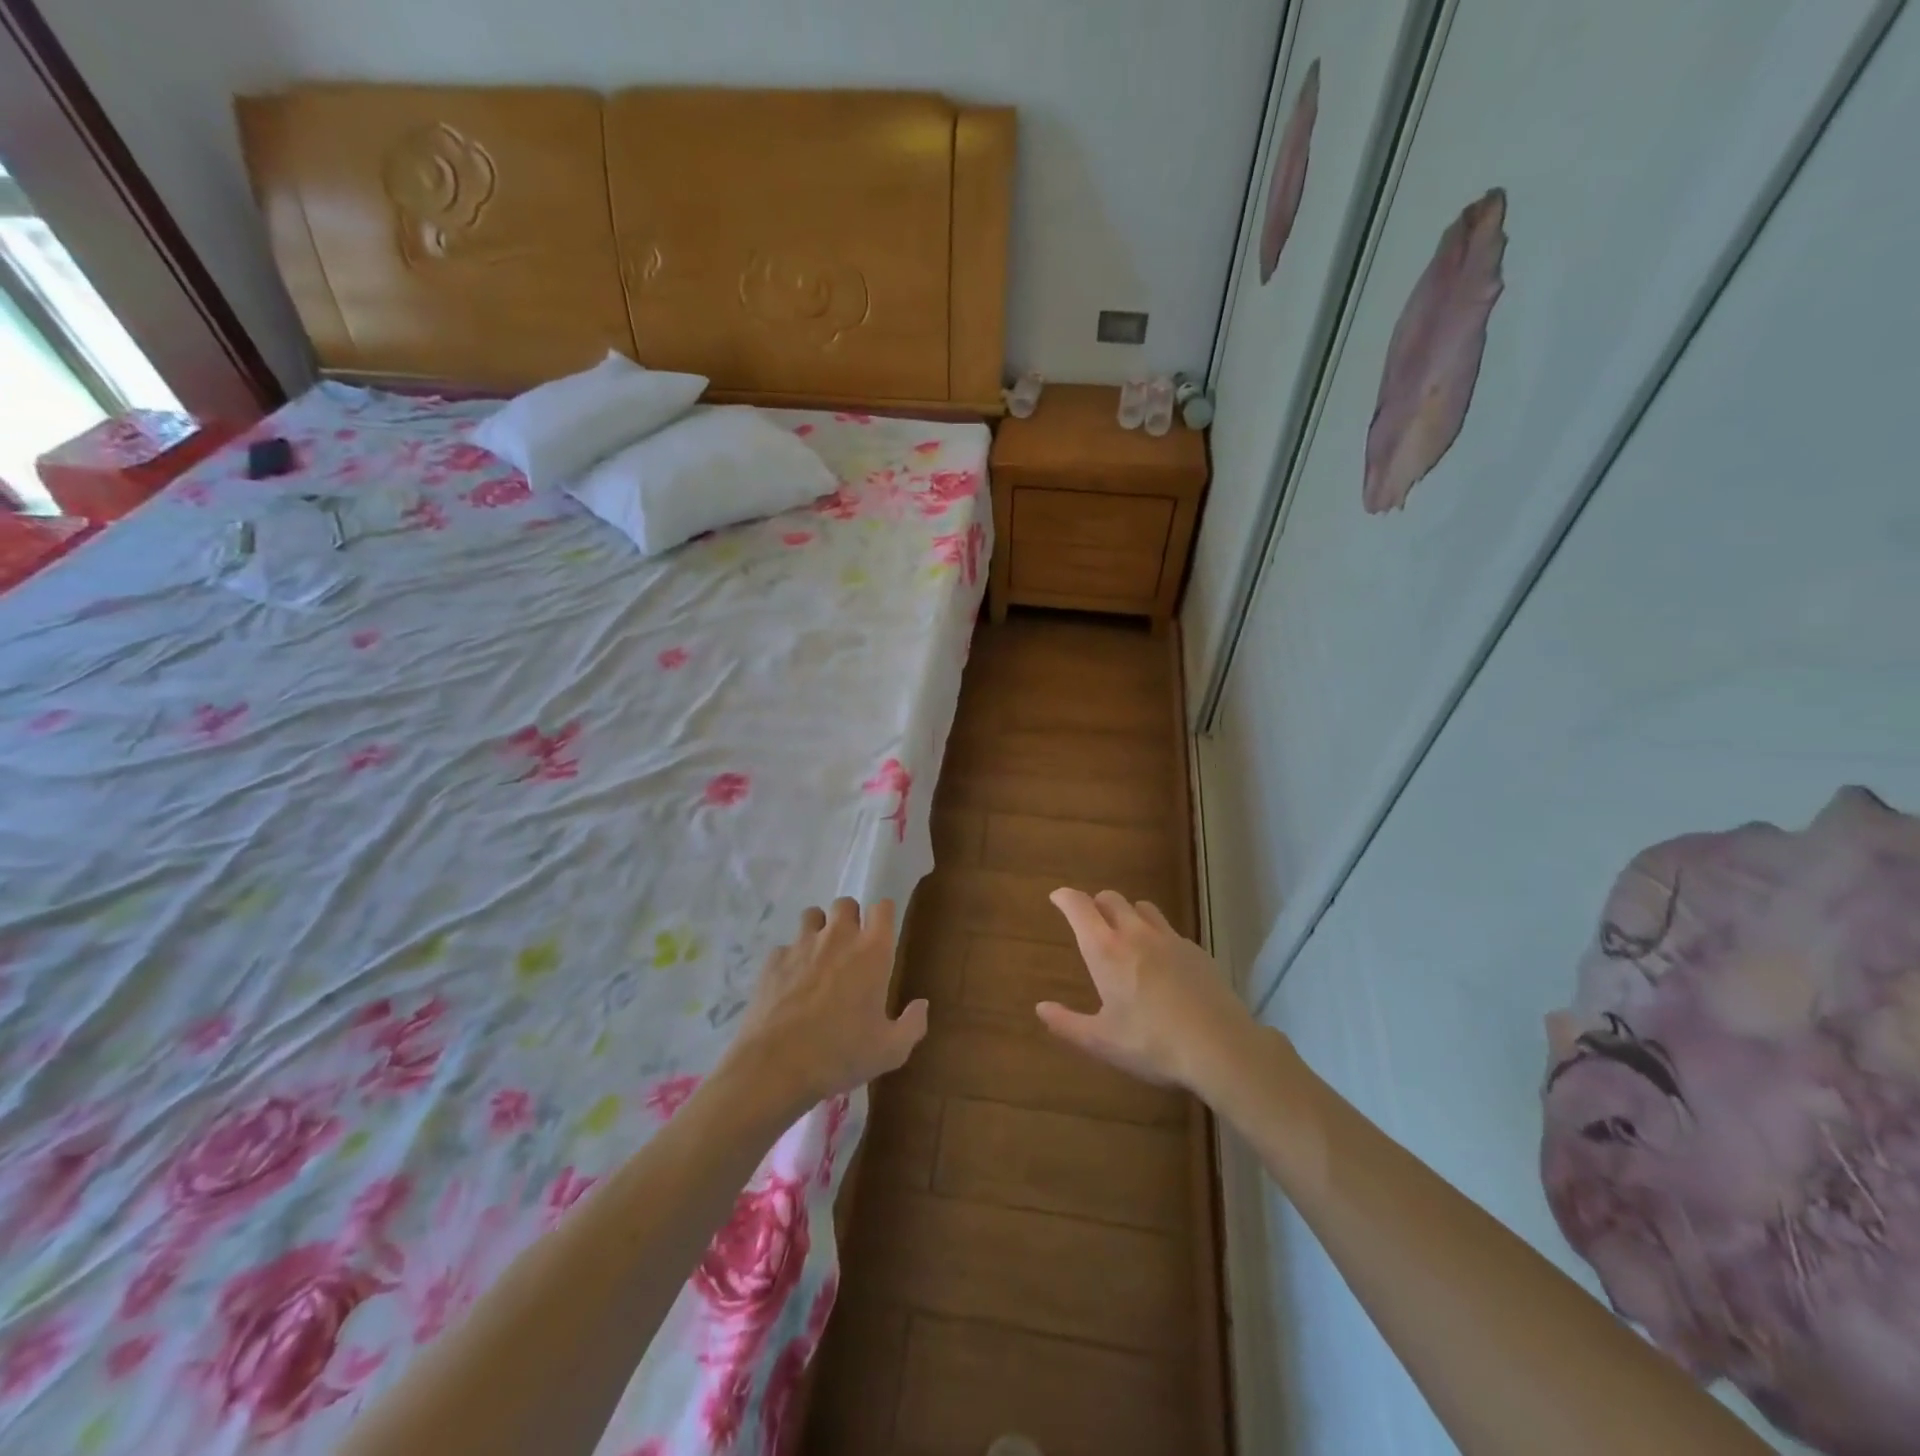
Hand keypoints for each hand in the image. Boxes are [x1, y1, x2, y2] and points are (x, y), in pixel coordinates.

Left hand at [720, 898, 927, 1114]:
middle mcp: (838, 937)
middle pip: (846, 903)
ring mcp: (801, 944)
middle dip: (850, 919)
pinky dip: (791, 958)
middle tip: (850, 948)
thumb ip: (913, 1024)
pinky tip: (790, 984)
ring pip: (812, 915)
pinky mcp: (773, 959)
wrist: (775, 1066)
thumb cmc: (841, 1054)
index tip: (882, 934)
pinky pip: (785, 946)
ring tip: (819, 957)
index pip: (883, 908)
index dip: (883, 916)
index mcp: (872, 951)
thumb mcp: (890, 1051)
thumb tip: (922, 1004)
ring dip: (819, 929)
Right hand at [1041, 888, 1256, 1094]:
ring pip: (1143, 907)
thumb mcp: (1102, 1041)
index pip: (1079, 907)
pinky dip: (1157, 935)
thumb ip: (1067, 1023)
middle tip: (1089, 921)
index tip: (1057, 897)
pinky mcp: (1197, 951)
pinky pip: (1169, 931)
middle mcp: (1136, 934)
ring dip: (1128, 913)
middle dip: (1095, 904)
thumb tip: (1041, 1008)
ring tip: (1125, 935)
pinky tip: (1162, 962)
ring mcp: (1170, 939)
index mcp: (1106, 950)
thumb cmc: (1152, 1044)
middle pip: (1111, 898)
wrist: (1221, 1047)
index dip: (1065, 898)